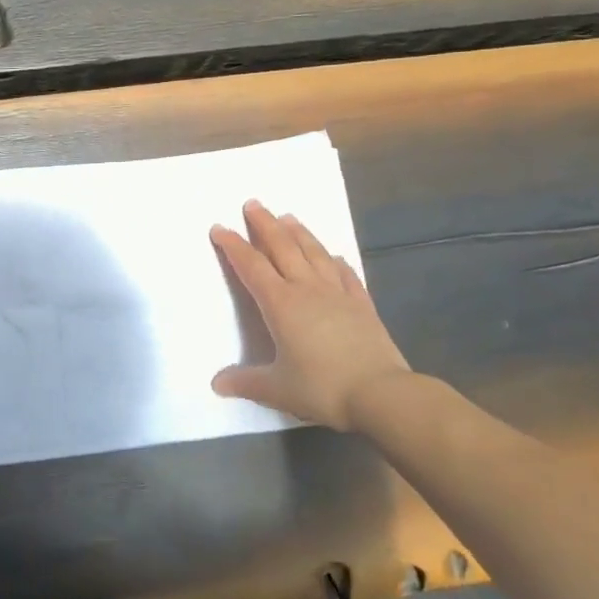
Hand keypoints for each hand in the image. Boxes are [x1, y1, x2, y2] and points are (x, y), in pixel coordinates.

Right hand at [209, 200, 414, 431]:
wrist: (381, 394)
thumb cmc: (323, 388)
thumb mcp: (277, 389)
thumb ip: (246, 383)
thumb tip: (217, 384)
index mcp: (280, 304)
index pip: (251, 267)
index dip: (233, 246)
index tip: (220, 228)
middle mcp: (307, 289)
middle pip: (282, 248)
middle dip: (265, 224)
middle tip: (253, 204)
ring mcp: (337, 294)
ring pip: (314, 253)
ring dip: (299, 233)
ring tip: (288, 217)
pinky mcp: (361, 304)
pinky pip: (346, 274)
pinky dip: (336, 261)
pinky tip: (334, 255)